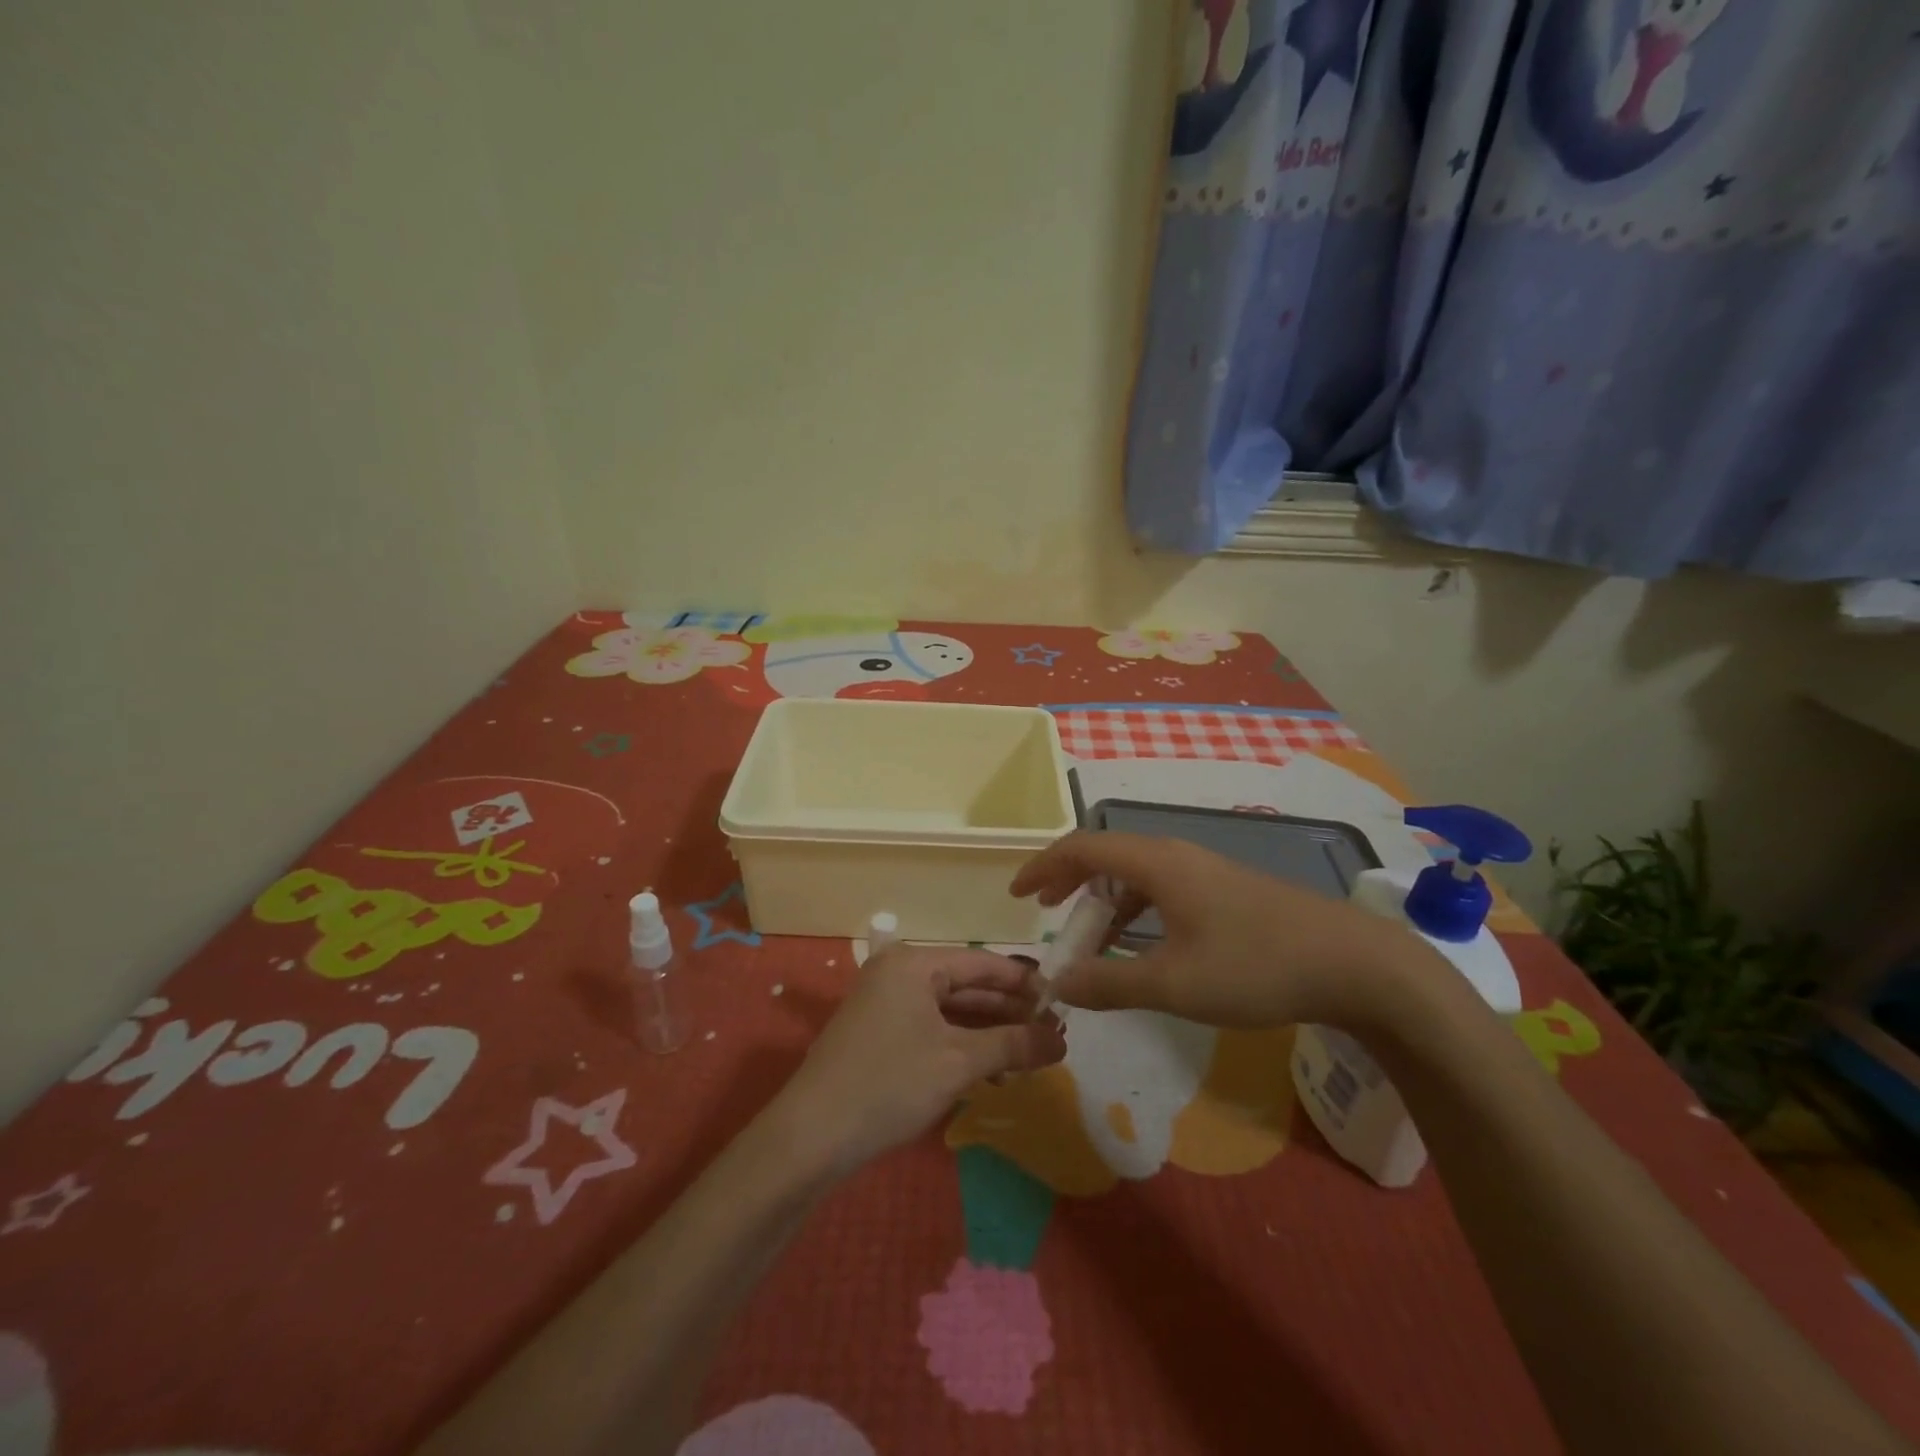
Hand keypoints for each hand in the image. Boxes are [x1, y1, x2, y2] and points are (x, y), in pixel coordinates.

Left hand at [776, 947, 1066, 1175]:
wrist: (811, 1136)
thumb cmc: (889, 1084)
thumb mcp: (958, 1063)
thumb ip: (1013, 1045)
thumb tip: (1061, 1040)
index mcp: (914, 963)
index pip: (982, 963)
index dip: (1024, 983)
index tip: (1062, 1002)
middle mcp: (898, 972)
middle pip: (966, 984)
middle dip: (1009, 1010)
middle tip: (1053, 1033)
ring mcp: (885, 1002)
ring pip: (950, 1009)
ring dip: (988, 1031)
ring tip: (1030, 1054)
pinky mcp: (879, 1032)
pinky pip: (931, 1027)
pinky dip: (961, 1044)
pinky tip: (991, 1070)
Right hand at [1009, 831, 1426, 1031]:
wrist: (1354, 963)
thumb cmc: (1255, 965)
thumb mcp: (1174, 983)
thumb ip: (1109, 983)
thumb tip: (1059, 984)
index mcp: (1156, 862)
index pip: (1082, 847)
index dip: (1043, 866)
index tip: (1017, 896)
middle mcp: (1176, 854)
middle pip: (1106, 855)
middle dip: (1070, 883)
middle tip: (1046, 914)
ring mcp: (1204, 870)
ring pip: (1136, 874)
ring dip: (1104, 902)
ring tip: (1091, 941)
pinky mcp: (1226, 890)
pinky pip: (1162, 888)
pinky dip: (1136, 911)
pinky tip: (1143, 946)